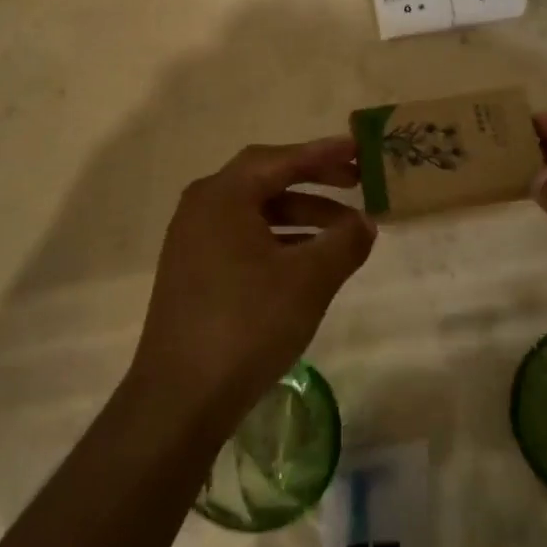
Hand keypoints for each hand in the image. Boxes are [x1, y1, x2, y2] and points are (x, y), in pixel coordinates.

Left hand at [132, 138, 375, 427]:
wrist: (180, 397)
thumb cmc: (247, 324)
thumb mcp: (308, 280)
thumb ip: (344, 242)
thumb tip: (365, 223)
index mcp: (222, 197)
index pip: (280, 159)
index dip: (323, 153)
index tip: (359, 149)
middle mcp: (202, 209)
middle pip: (265, 180)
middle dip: (314, 182)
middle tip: (356, 184)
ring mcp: (193, 242)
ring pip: (256, 214)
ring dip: (301, 216)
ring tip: (344, 234)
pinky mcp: (194, 273)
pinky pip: (244, 240)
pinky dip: (279, 241)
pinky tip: (308, 263)